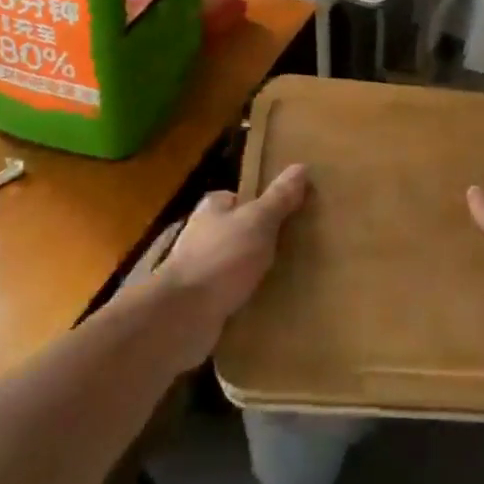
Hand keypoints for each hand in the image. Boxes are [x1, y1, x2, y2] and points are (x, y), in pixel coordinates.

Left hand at [141, 163, 308, 366]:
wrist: (182, 316)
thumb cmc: (221, 258)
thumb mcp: (259, 222)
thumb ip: (279, 198)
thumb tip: (301, 166)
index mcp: (212, 209)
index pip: (240, 198)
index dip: (264, 205)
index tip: (291, 215)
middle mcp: (202, 236)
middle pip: (239, 231)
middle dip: (262, 241)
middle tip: (296, 248)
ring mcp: (199, 271)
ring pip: (235, 265)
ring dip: (255, 273)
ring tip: (290, 278)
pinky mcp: (200, 303)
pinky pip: (231, 295)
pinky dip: (247, 299)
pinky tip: (270, 305)